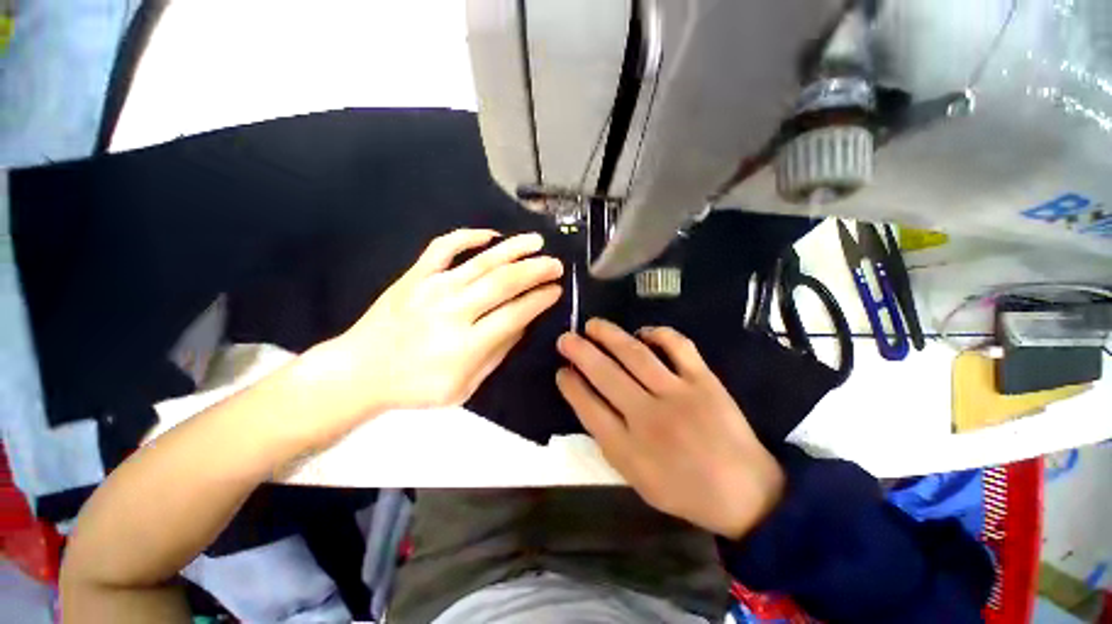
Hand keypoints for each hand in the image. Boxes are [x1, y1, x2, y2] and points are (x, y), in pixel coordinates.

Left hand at [324, 229, 562, 415]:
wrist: (359, 372)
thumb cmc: (415, 387)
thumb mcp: (465, 386)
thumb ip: (497, 353)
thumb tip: (522, 324)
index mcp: (466, 345)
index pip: (515, 313)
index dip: (540, 299)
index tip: (557, 290)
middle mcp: (453, 311)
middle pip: (503, 282)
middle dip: (536, 270)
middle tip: (556, 263)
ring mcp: (432, 288)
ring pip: (481, 261)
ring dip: (513, 249)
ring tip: (536, 241)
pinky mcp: (415, 276)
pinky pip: (443, 247)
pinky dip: (468, 236)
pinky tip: (489, 235)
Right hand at [555, 319, 784, 539]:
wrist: (746, 494)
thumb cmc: (685, 491)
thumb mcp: (637, 480)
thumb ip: (611, 442)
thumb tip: (589, 402)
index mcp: (629, 449)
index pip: (588, 407)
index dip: (570, 385)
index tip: (560, 370)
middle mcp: (649, 418)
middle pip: (605, 375)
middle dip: (580, 352)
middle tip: (565, 338)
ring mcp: (679, 395)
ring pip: (635, 355)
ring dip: (609, 335)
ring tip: (592, 325)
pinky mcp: (704, 381)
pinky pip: (678, 346)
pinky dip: (657, 333)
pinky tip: (643, 332)